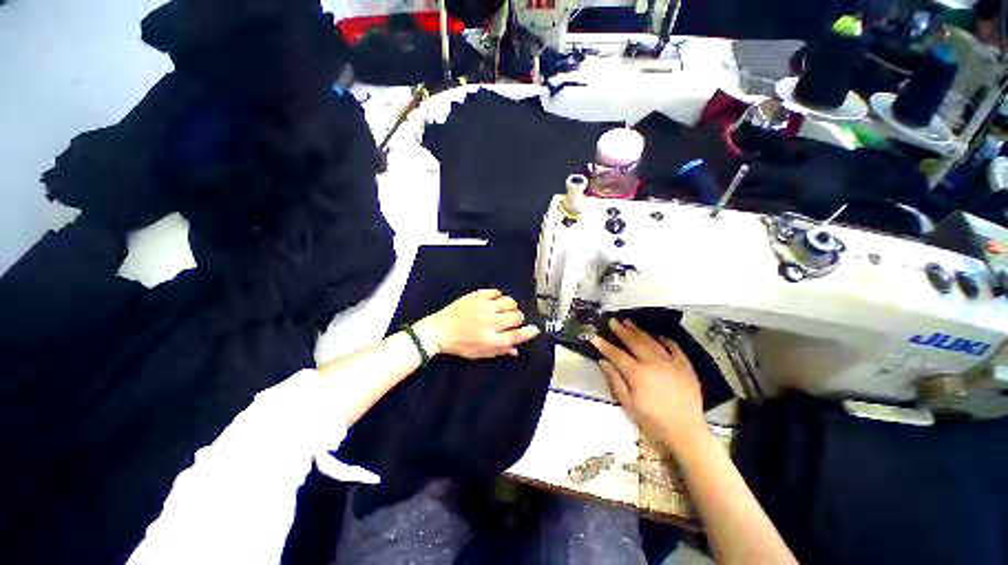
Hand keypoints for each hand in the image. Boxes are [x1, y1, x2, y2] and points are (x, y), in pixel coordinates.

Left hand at [416, 289, 540, 359]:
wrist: (438, 331)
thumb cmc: (457, 344)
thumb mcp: (479, 353)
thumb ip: (499, 351)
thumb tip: (515, 349)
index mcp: (489, 339)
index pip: (516, 335)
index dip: (528, 332)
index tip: (533, 330)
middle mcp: (488, 323)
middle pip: (516, 316)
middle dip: (519, 319)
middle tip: (512, 320)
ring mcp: (482, 308)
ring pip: (509, 302)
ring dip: (511, 306)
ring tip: (504, 310)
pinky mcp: (476, 297)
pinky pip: (496, 292)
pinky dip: (499, 296)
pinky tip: (495, 302)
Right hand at [592, 319, 706, 448]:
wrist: (685, 431)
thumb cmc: (652, 420)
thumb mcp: (628, 404)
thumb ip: (615, 380)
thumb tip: (603, 361)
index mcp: (637, 373)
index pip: (616, 354)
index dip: (604, 345)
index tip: (594, 336)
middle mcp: (653, 362)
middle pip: (634, 342)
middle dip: (621, 330)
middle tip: (613, 321)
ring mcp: (671, 362)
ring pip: (651, 341)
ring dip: (639, 330)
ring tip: (629, 322)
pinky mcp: (685, 365)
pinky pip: (674, 346)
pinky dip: (664, 339)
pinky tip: (656, 335)